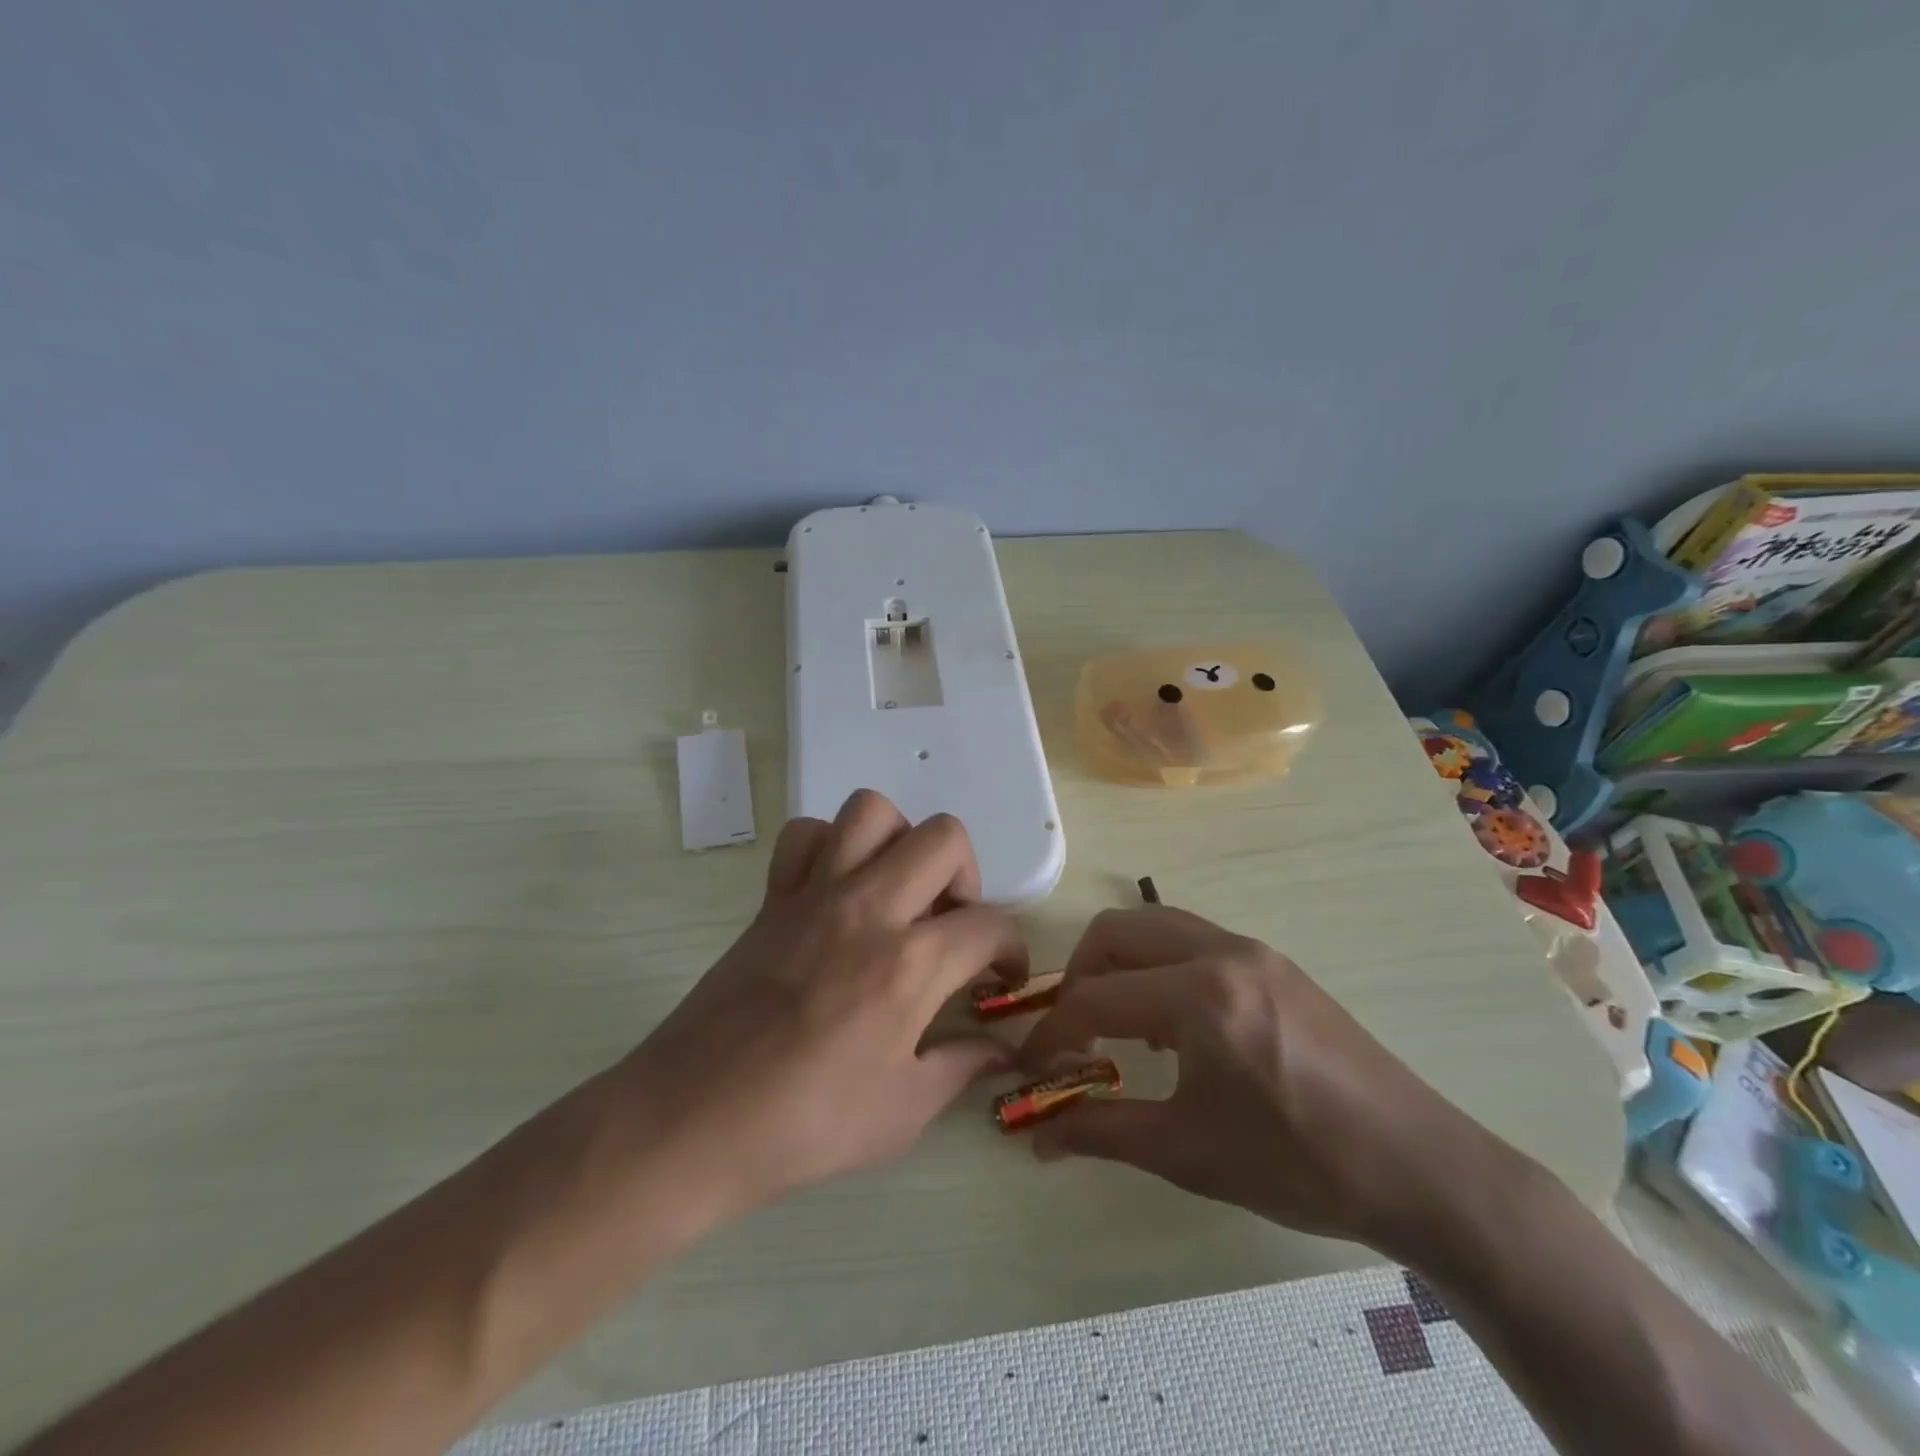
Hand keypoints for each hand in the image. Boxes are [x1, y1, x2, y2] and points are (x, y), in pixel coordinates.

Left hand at [612, 790, 1025, 1222]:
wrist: (693, 1120)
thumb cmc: (805, 1126)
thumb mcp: (902, 1114)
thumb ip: (960, 1068)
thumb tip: (999, 1049)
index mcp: (910, 964)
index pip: (990, 924)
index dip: (1011, 949)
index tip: (1000, 978)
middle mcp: (869, 909)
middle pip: (944, 838)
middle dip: (965, 876)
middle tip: (949, 925)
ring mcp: (815, 894)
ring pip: (872, 811)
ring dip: (899, 842)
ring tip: (897, 892)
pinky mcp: (773, 897)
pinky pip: (805, 834)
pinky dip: (829, 846)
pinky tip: (836, 890)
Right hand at [1018, 905, 1516, 1260]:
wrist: (1418, 1166)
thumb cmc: (1298, 1165)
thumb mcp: (1189, 1153)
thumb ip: (1103, 1132)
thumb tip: (1037, 1135)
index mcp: (1200, 996)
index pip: (1095, 999)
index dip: (1052, 1034)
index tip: (1030, 1066)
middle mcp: (1221, 952)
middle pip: (1115, 932)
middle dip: (1078, 976)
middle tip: (1073, 1032)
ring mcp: (1252, 950)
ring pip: (1154, 925)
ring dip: (1119, 964)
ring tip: (1117, 1025)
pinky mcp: (1272, 961)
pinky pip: (1192, 940)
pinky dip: (1158, 965)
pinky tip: (1171, 1024)